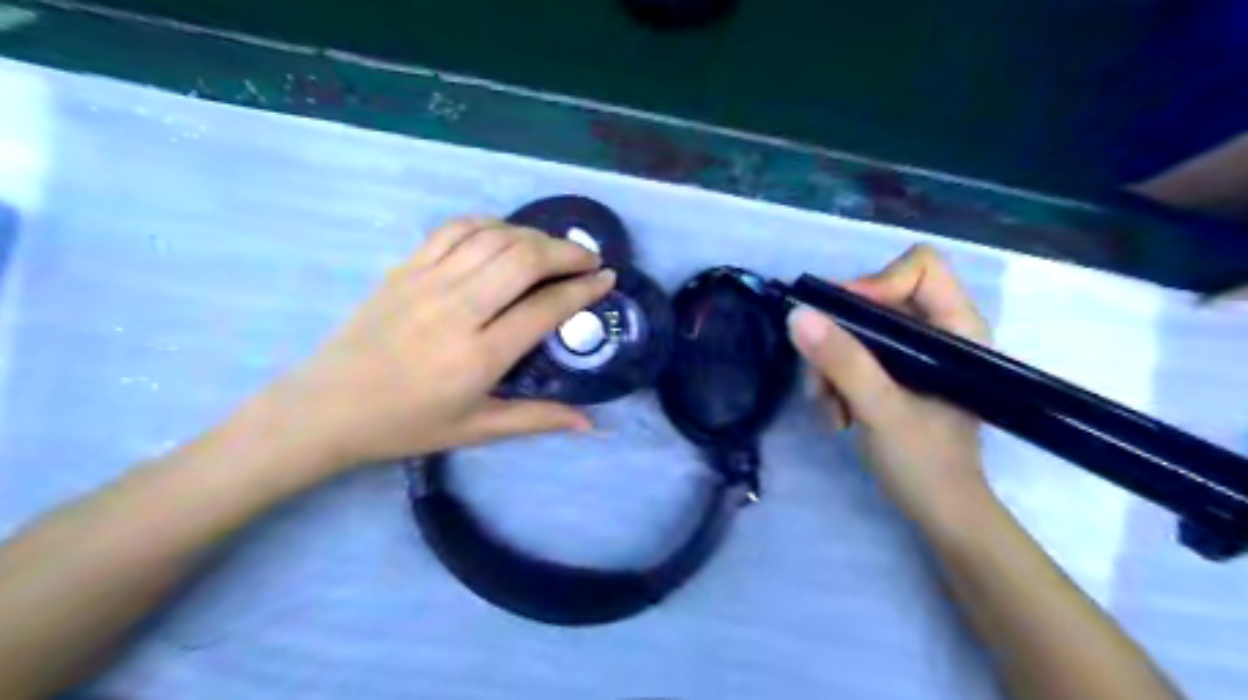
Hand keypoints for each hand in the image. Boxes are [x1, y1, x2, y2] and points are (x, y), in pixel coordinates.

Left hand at [263, 216, 617, 471]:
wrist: (327, 408)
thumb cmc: (407, 425)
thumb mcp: (477, 430)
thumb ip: (538, 419)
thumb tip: (591, 423)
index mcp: (479, 356)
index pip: (545, 308)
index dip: (582, 290)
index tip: (607, 279)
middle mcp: (458, 310)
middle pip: (524, 260)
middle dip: (566, 253)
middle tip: (589, 259)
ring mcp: (427, 282)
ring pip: (494, 238)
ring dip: (534, 235)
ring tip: (554, 248)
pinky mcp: (405, 268)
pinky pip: (455, 230)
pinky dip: (489, 224)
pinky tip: (506, 234)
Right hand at [787, 243, 995, 522]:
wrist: (938, 514)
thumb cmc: (926, 463)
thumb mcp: (881, 409)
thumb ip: (843, 361)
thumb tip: (797, 314)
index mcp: (957, 328)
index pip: (920, 268)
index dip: (876, 283)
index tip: (841, 319)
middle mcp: (935, 331)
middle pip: (874, 299)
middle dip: (838, 338)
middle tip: (819, 375)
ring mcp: (910, 354)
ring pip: (853, 331)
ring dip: (829, 369)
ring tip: (828, 410)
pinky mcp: (890, 374)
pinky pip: (848, 357)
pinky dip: (833, 383)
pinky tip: (835, 417)